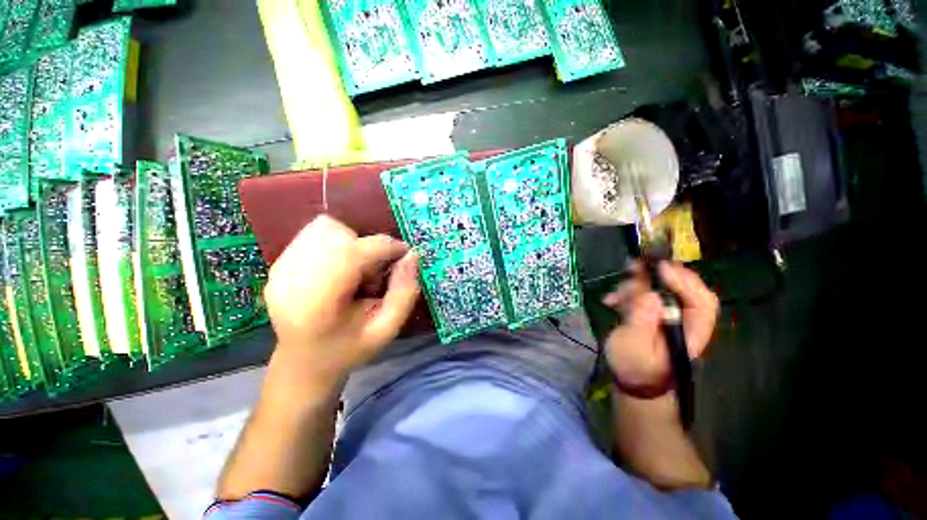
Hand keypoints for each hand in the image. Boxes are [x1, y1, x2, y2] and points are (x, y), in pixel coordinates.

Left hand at [264, 216, 419, 382]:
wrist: (303, 363)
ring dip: (351, 242)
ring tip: (355, 270)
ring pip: (324, 228)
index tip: (404, 253)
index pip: (350, 255)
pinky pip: (313, 233)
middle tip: (374, 272)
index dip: (383, 247)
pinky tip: (339, 268)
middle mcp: (289, 281)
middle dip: (366, 246)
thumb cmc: (349, 349)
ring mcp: (278, 270)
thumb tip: (412, 256)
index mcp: (317, 305)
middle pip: (336, 234)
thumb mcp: (387, 329)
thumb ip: (404, 293)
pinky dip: (336, 243)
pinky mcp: (277, 264)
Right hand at [602, 262, 718, 395]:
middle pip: (682, 288)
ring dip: (634, 286)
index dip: (684, 281)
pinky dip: (625, 293)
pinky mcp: (652, 312)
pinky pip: (642, 295)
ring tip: (614, 296)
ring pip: (659, 288)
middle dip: (656, 276)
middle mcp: (685, 319)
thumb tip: (650, 294)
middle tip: (633, 267)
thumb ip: (642, 321)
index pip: (701, 301)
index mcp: (691, 331)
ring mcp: (667, 314)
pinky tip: (610, 301)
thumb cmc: (635, 367)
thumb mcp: (634, 346)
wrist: (631, 379)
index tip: (659, 267)